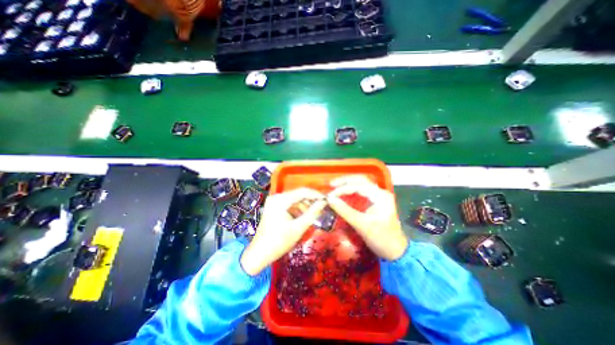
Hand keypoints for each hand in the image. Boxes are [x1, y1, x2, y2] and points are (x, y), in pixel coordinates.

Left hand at [239, 188, 326, 275]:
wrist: (260, 254)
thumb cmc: (279, 241)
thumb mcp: (298, 227)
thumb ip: (312, 213)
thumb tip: (324, 202)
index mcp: (280, 200)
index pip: (302, 192)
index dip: (316, 195)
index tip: (327, 200)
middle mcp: (277, 197)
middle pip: (298, 195)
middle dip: (310, 201)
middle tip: (322, 208)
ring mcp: (274, 202)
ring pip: (295, 200)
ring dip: (305, 206)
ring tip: (314, 215)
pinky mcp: (274, 207)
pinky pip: (290, 205)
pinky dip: (298, 210)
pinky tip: (304, 217)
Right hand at [326, 176, 406, 259]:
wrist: (395, 251)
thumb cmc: (381, 238)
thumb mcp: (361, 225)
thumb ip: (345, 210)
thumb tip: (329, 199)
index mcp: (380, 196)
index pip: (359, 186)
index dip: (343, 189)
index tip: (330, 195)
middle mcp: (380, 192)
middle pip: (360, 180)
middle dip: (345, 181)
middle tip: (331, 184)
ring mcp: (377, 196)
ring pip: (360, 184)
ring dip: (347, 184)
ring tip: (334, 187)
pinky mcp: (374, 202)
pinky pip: (360, 192)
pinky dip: (350, 191)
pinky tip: (342, 193)